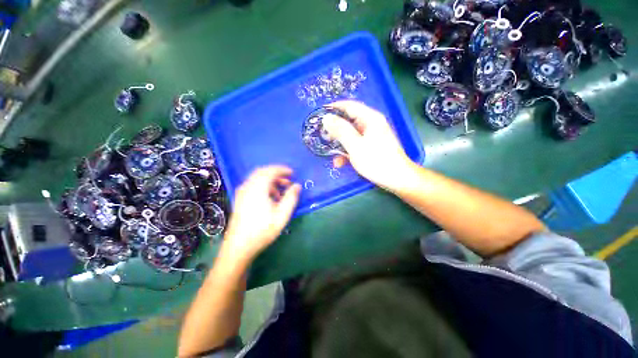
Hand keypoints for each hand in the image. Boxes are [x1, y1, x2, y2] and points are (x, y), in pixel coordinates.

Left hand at [222, 166, 300, 261]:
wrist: (239, 247)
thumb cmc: (262, 230)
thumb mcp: (282, 215)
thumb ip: (291, 198)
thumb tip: (297, 185)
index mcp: (257, 188)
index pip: (270, 171)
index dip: (282, 169)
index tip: (292, 173)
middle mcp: (247, 187)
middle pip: (262, 172)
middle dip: (276, 174)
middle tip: (288, 181)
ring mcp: (242, 193)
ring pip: (257, 179)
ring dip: (270, 181)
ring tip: (281, 192)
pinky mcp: (240, 199)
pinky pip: (253, 186)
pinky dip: (263, 186)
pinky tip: (270, 198)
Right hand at [322, 100, 414, 190]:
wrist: (397, 179)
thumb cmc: (376, 160)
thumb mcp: (355, 145)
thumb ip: (340, 130)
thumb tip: (326, 118)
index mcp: (370, 118)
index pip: (349, 106)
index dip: (334, 108)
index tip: (320, 115)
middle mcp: (371, 124)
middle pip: (349, 121)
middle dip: (335, 129)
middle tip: (323, 136)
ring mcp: (372, 136)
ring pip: (351, 135)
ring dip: (340, 143)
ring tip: (329, 151)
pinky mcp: (371, 147)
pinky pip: (356, 145)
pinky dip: (347, 152)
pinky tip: (340, 163)